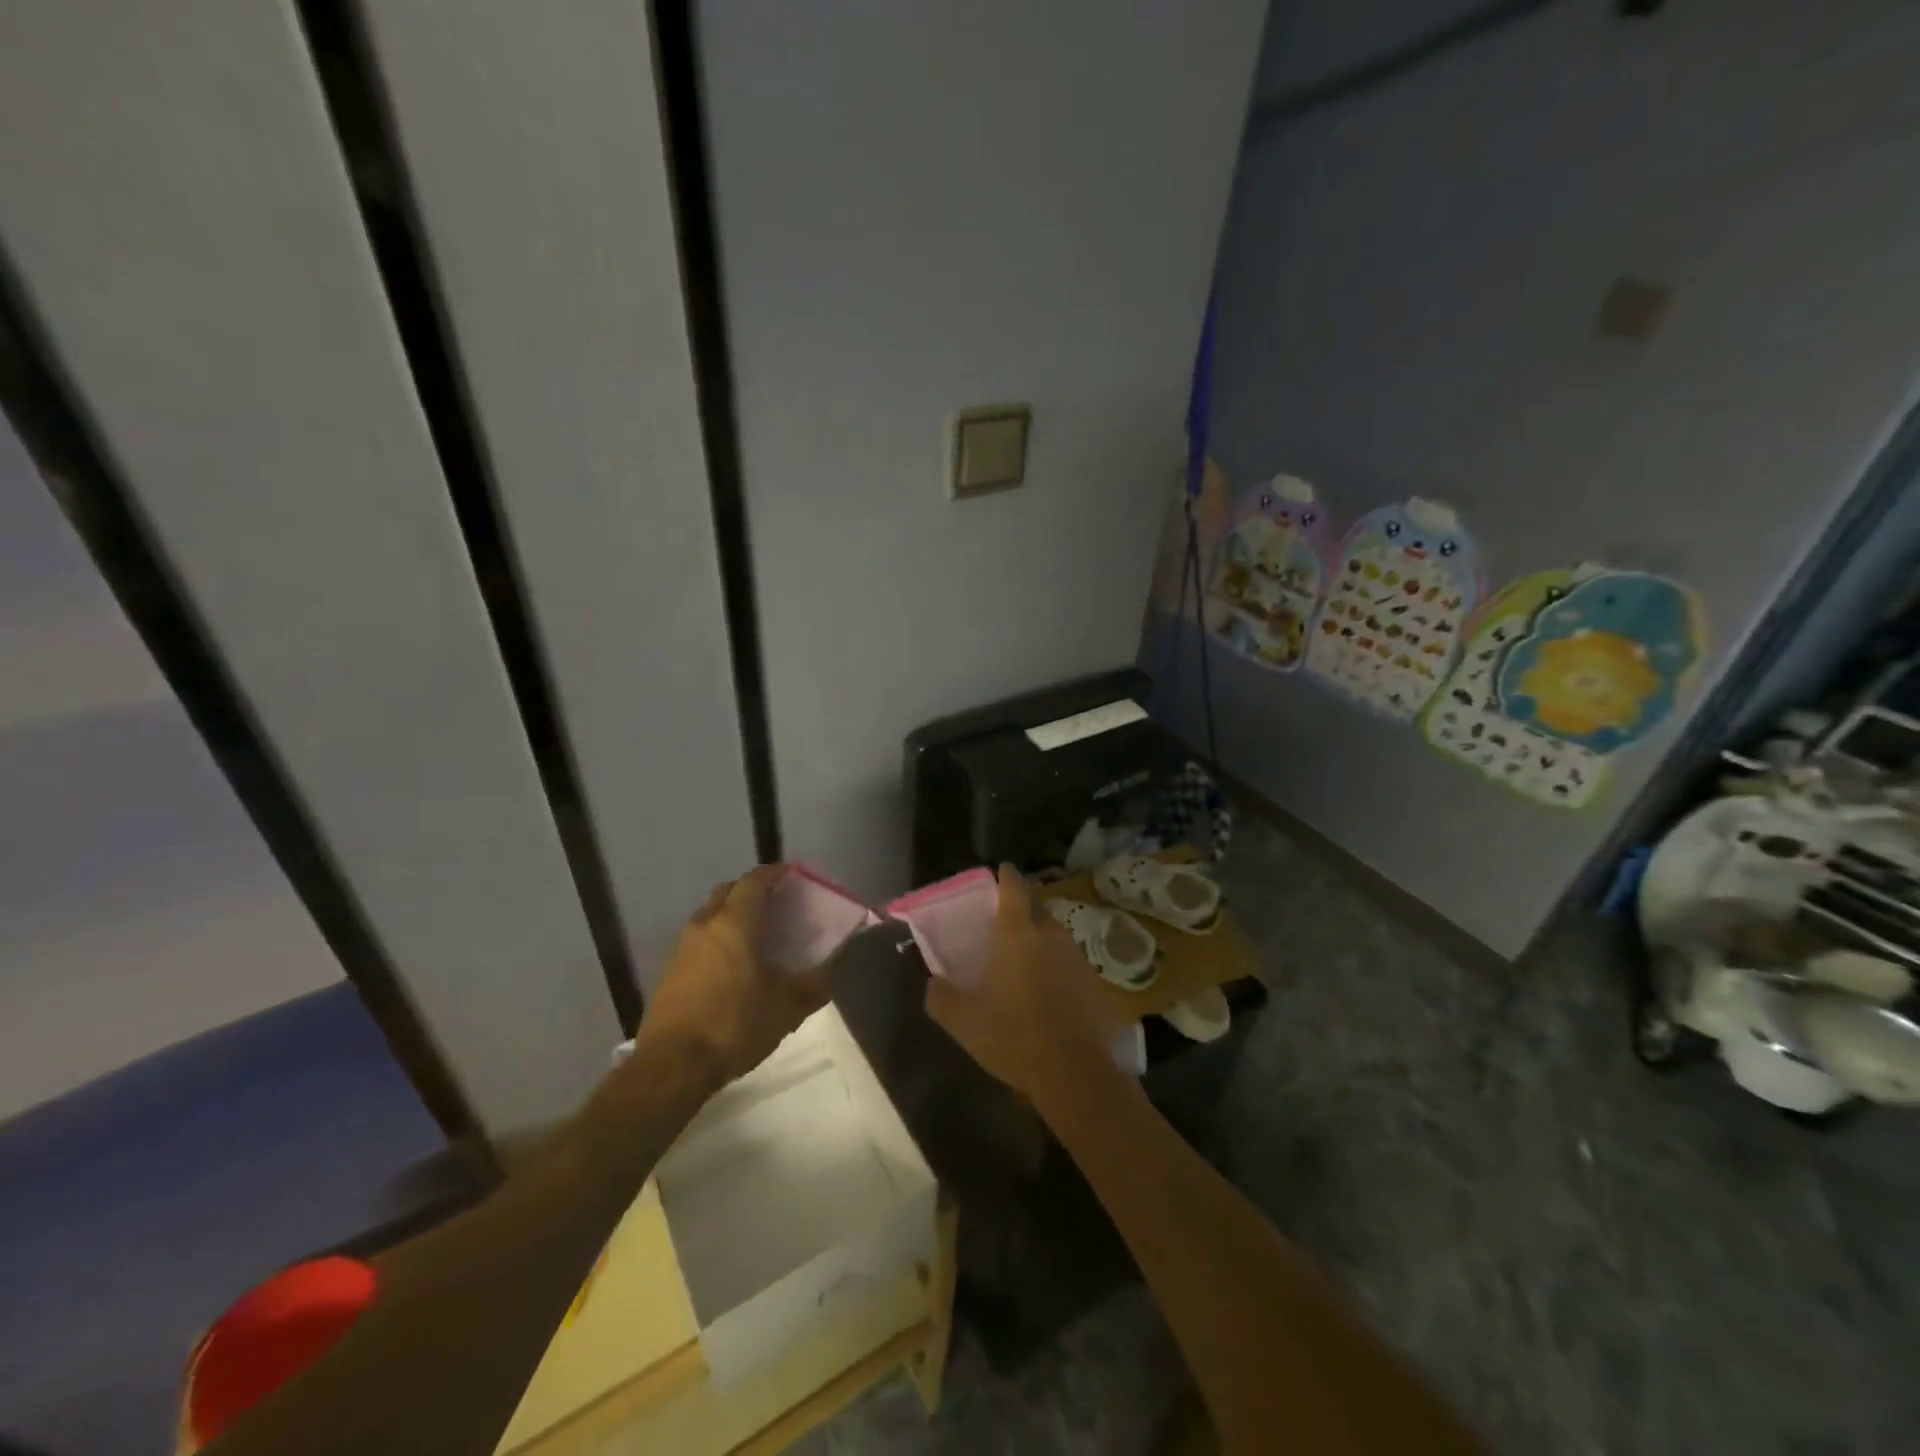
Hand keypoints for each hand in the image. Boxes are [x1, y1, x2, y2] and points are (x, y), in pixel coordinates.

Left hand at [636, 866, 832, 1088]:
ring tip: (755, 937)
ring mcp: (681, 949)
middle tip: (775, 905)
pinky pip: (697, 942)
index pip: (754, 881)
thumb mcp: (787, 1007)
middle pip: (727, 892)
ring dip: (730, 917)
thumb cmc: (735, 1024)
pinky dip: (716, 942)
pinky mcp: (668, 973)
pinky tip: (731, 968)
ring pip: (709, 917)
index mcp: (734, 922)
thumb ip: (814, 985)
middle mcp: (704, 925)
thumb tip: (832, 973)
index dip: (774, 873)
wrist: (672, 1066)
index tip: (791, 876)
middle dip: (750, 892)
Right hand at [924, 864, 1126, 1116]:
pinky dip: (1055, 963)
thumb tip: (932, 982)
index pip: (1014, 888)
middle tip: (1004, 921)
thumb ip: (940, 996)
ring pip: (1054, 933)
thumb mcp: (963, 1021)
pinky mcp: (1092, 980)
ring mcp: (1075, 956)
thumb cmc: (1014, 1036)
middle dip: (1022, 907)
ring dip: (1039, 937)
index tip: (1001, 871)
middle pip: (1037, 907)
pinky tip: (1046, 987)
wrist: (1075, 1072)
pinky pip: (1068, 959)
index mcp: (1018, 934)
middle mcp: (1050, 935)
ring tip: (1023, 956)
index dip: (1006, 876)